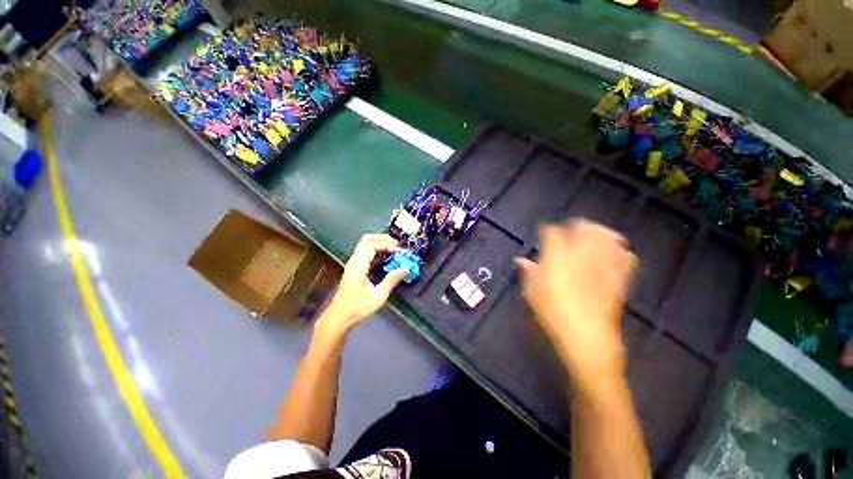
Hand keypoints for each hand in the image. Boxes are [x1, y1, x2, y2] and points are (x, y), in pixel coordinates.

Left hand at [316, 234, 407, 337]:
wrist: (339, 317)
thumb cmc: (357, 307)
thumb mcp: (378, 295)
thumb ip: (392, 280)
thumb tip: (405, 269)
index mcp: (358, 265)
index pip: (373, 245)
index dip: (388, 245)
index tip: (400, 252)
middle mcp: (354, 261)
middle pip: (367, 239)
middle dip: (383, 238)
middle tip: (397, 245)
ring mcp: (353, 264)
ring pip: (365, 244)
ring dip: (380, 243)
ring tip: (393, 250)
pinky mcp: (354, 268)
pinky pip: (365, 252)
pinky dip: (376, 250)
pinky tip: (385, 258)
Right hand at [515, 220, 636, 387]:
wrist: (587, 338)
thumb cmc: (553, 313)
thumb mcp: (532, 292)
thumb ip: (528, 272)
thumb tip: (520, 260)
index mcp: (557, 257)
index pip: (552, 232)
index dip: (546, 230)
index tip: (544, 232)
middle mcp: (581, 255)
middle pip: (582, 227)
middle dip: (575, 225)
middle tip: (569, 229)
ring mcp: (602, 264)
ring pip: (605, 236)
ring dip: (598, 231)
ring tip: (591, 235)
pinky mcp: (618, 276)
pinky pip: (625, 255)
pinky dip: (619, 250)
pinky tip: (613, 252)